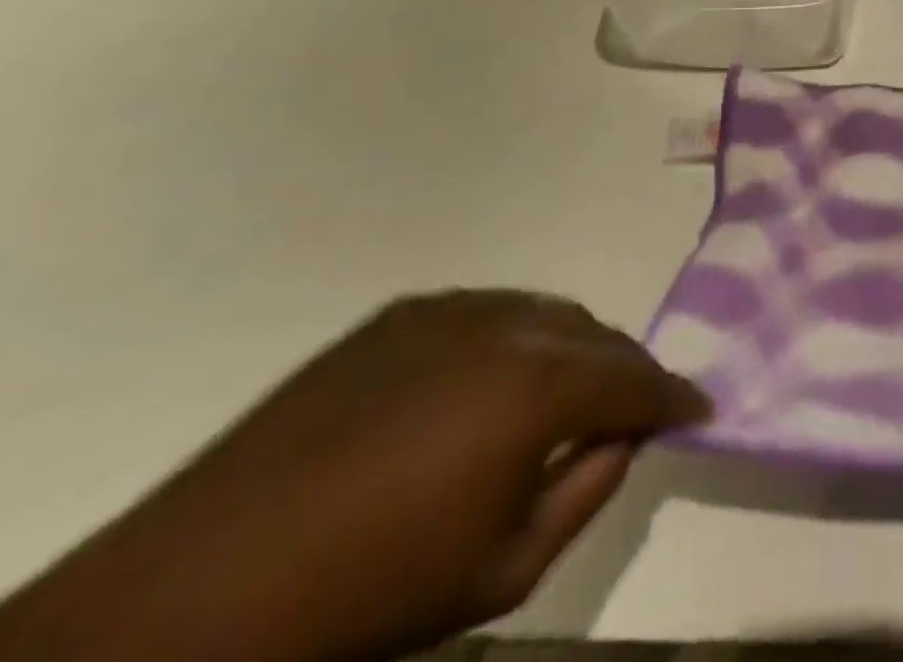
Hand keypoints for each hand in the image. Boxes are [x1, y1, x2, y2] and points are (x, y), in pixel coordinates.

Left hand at [0, 291, 708, 661]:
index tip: (700, 408)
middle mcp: (509, 323)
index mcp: (541, 384)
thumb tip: (623, 438)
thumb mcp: (506, 569)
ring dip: (572, 348)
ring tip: (567, 393)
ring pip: (547, 312)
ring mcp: (452, 307)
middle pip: (597, 334)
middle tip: (633, 408)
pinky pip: (490, 311)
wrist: (203, 590)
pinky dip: (516, 338)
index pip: (636, 378)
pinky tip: (494, 379)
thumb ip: (587, 490)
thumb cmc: (372, 595)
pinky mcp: (403, 311)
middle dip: (625, 370)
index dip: (674, 396)